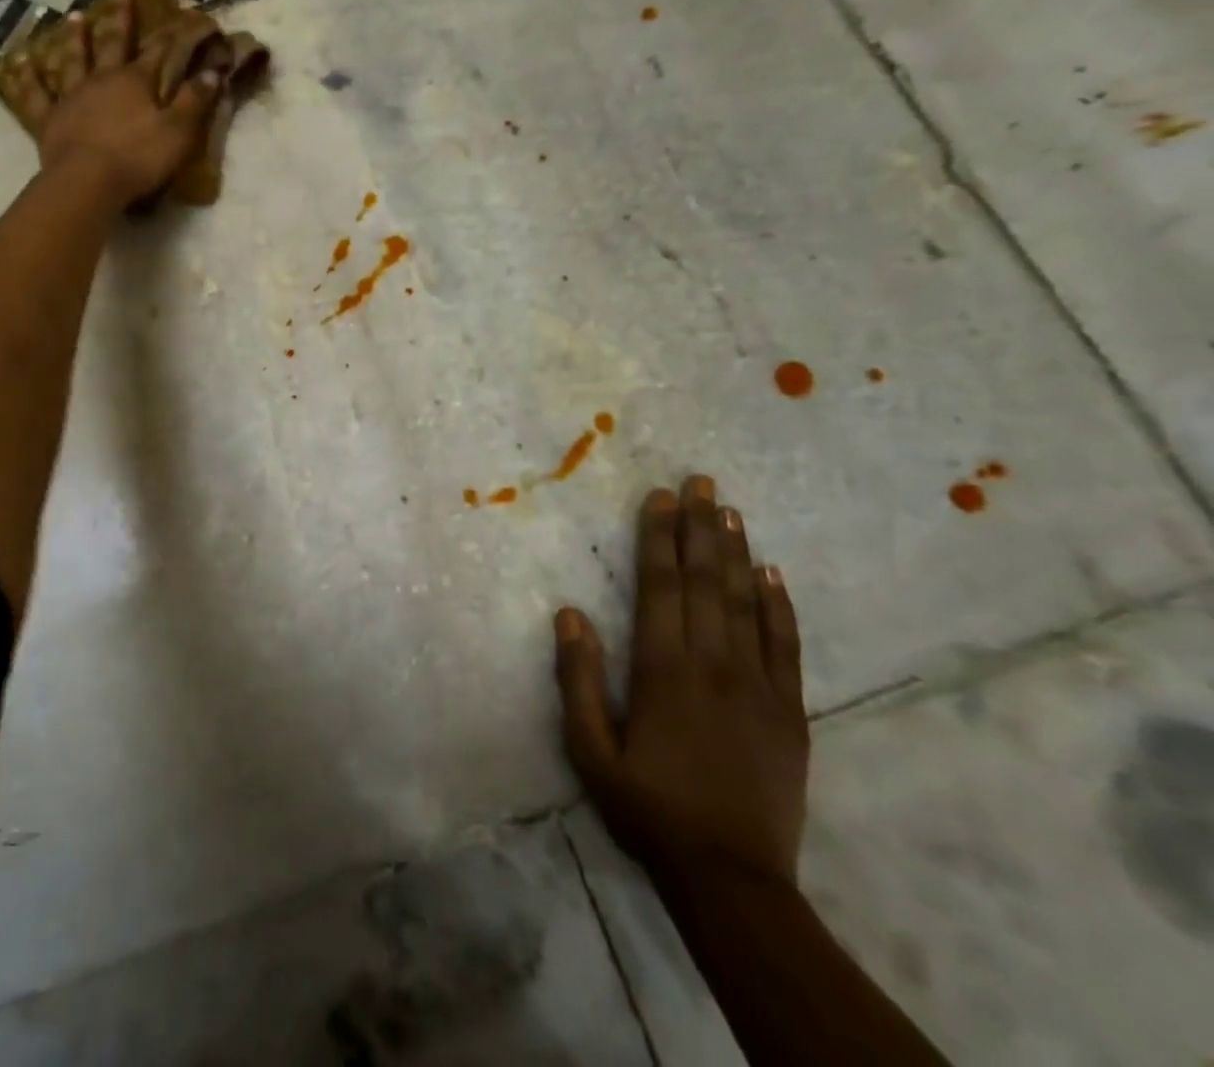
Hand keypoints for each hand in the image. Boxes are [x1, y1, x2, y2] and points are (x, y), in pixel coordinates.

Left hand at [37, 0, 220, 207]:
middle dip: (119, 18)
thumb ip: (195, 101)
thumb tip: (213, 72)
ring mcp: (72, 97)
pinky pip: (35, 95)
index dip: (173, 33)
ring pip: (72, 59)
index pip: (159, 51)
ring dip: (74, 38)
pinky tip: (19, 61)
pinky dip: (27, 78)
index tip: (183, 14)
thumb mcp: (178, 132)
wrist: (88, 182)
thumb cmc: (138, 158)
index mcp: (136, 82)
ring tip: (72, 16)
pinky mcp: (49, 119)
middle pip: (112, 43)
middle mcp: (102, 80)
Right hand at [555, 476, 808, 888]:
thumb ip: (578, 679)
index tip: (661, 498)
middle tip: (701, 482)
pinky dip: (780, 606)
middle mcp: (712, 664)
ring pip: (746, 603)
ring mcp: (758, 686)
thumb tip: (570, 613)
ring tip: (732, 511)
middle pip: (704, 582)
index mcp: (662, 670)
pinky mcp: (790, 712)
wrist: (732, 878)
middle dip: (700, 528)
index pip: (660, 586)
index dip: (659, 538)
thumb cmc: (648, 808)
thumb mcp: (589, 750)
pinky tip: (773, 574)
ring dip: (737, 553)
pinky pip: (786, 646)